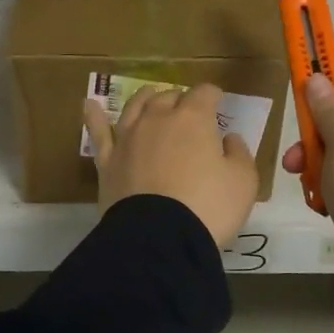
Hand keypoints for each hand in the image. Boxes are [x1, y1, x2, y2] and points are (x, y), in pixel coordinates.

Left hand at [83, 84, 259, 249]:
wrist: (160, 238)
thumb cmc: (208, 207)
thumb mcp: (243, 183)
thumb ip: (239, 154)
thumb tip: (230, 139)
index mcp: (194, 119)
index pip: (204, 93)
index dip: (213, 95)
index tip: (218, 100)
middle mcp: (157, 119)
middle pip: (169, 97)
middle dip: (182, 98)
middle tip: (189, 108)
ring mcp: (128, 138)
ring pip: (135, 107)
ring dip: (146, 98)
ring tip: (151, 95)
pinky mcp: (107, 161)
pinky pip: (98, 133)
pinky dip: (94, 117)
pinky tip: (90, 105)